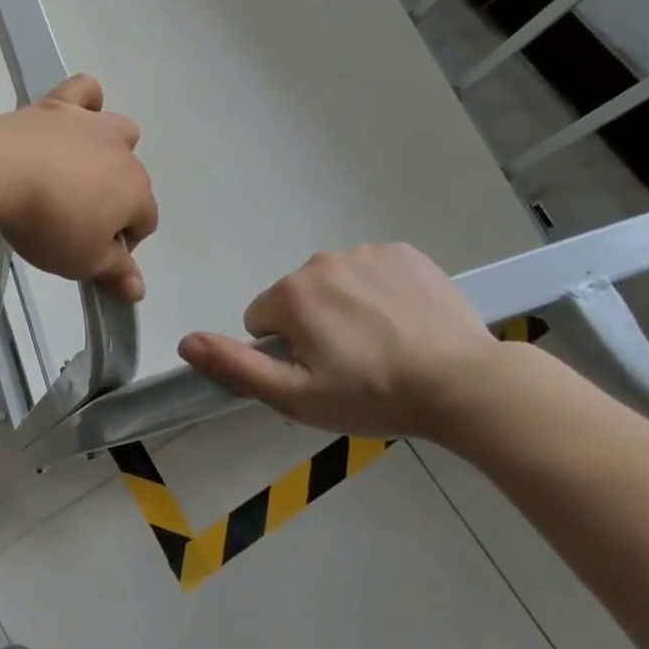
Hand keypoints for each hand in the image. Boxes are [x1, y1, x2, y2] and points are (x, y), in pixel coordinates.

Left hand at [0, 75, 157, 300]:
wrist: (0, 170)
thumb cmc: (48, 223)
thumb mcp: (82, 261)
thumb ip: (114, 273)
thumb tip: (138, 290)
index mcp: (135, 192)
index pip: (145, 222)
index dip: (122, 244)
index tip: (90, 255)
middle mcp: (123, 152)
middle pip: (131, 179)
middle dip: (114, 201)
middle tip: (74, 222)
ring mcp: (91, 123)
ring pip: (119, 130)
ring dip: (108, 151)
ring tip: (74, 173)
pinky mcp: (58, 104)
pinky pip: (84, 90)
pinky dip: (85, 101)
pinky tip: (72, 117)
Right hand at [177, 244, 499, 436]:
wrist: (465, 384)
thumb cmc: (374, 395)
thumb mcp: (296, 396)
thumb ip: (236, 366)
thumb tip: (184, 341)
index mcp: (291, 294)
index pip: (262, 319)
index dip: (284, 351)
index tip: (320, 373)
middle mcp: (320, 261)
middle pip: (298, 298)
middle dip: (314, 326)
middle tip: (353, 365)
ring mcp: (366, 252)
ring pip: (335, 283)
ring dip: (346, 308)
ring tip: (384, 346)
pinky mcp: (404, 252)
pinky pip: (373, 271)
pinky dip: (380, 292)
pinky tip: (405, 323)